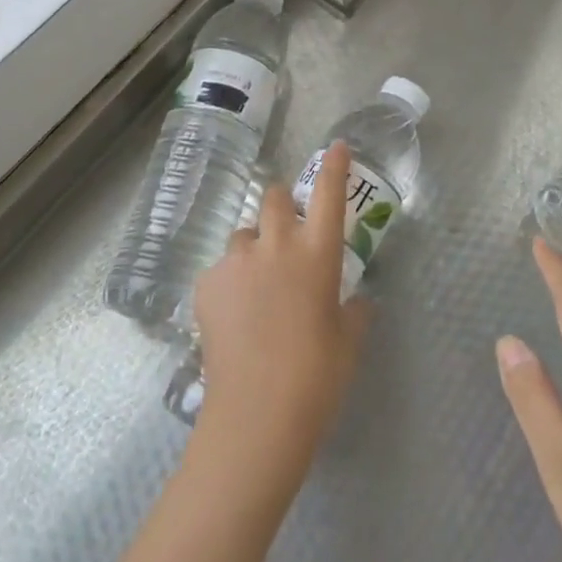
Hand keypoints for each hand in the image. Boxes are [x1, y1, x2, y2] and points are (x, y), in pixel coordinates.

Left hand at [191, 143, 372, 471]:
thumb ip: (354, 310)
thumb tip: (354, 300)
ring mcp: (237, 263)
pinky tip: (235, 316)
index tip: (336, 146)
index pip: (329, 194)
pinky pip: (222, 269)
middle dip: (282, 205)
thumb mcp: (349, 340)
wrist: (257, 414)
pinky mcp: (206, 285)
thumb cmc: (318, 376)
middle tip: (287, 233)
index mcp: (318, 253)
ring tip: (257, 284)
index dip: (334, 166)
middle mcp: (276, 245)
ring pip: (244, 234)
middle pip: (274, 197)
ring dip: (254, 247)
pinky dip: (231, 281)